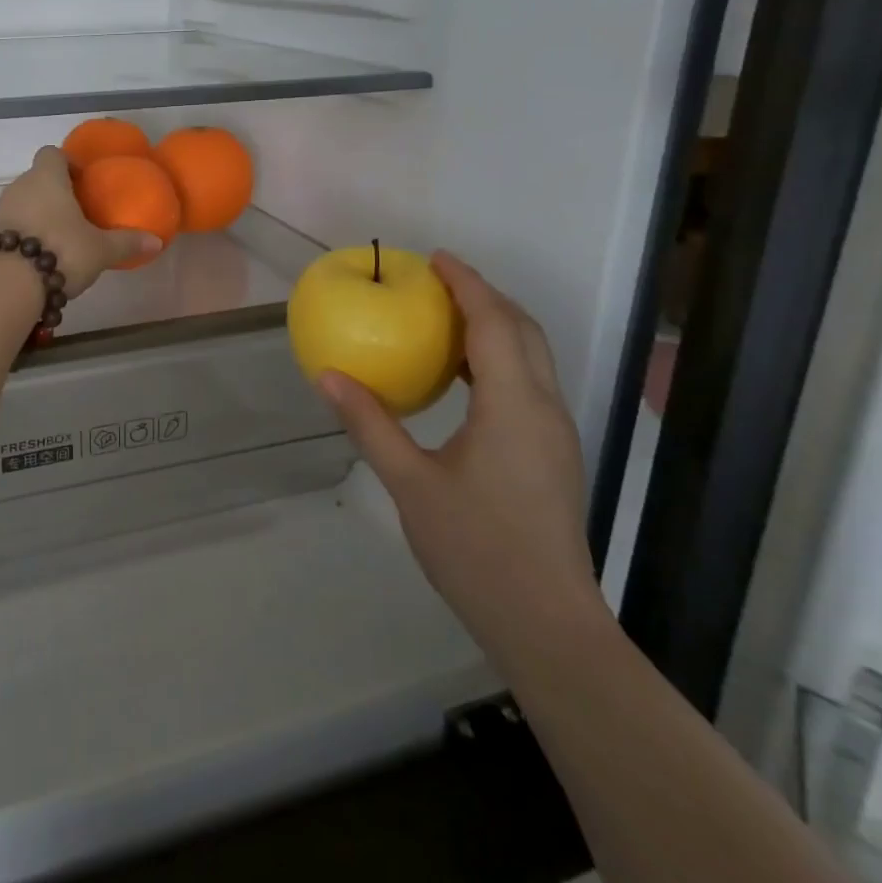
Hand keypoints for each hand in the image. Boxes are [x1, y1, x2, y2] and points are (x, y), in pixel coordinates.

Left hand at [0, 148, 159, 296]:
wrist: (10, 284)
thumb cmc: (61, 251)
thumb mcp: (100, 249)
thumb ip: (127, 242)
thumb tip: (156, 241)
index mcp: (47, 178)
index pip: (52, 154)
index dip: (67, 163)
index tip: (83, 182)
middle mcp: (20, 187)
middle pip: (37, 178)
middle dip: (55, 191)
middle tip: (78, 212)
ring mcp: (1, 211)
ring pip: (23, 202)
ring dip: (39, 213)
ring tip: (62, 235)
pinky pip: (13, 225)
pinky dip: (26, 233)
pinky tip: (42, 254)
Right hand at [316, 252, 607, 659]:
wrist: (546, 623)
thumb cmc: (476, 549)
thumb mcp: (410, 483)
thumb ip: (370, 423)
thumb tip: (327, 375)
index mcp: (513, 406)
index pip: (494, 324)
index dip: (467, 284)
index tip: (436, 259)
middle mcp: (543, 409)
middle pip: (523, 331)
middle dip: (485, 297)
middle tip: (437, 282)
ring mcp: (554, 433)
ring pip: (532, 357)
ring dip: (494, 326)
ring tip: (444, 319)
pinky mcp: (552, 454)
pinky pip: (528, 383)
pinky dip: (497, 358)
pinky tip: (459, 378)